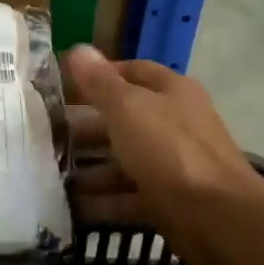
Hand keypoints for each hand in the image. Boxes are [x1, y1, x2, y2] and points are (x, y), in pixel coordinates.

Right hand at [65, 46, 263, 264]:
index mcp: (171, 92)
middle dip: (86, 127)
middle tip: (46, 136)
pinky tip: (72, 207)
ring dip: (90, 169)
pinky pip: (128, 196)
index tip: (62, 86)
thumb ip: (99, 82)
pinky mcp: (168, 201)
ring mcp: (173, 164)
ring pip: (124, 160)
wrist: (218, 216)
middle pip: (124, 119)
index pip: (132, 71)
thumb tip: (76, 48)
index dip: (98, 75)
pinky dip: (102, 201)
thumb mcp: (127, 108)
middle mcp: (175, 124)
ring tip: (51, 175)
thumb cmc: (170, 149)